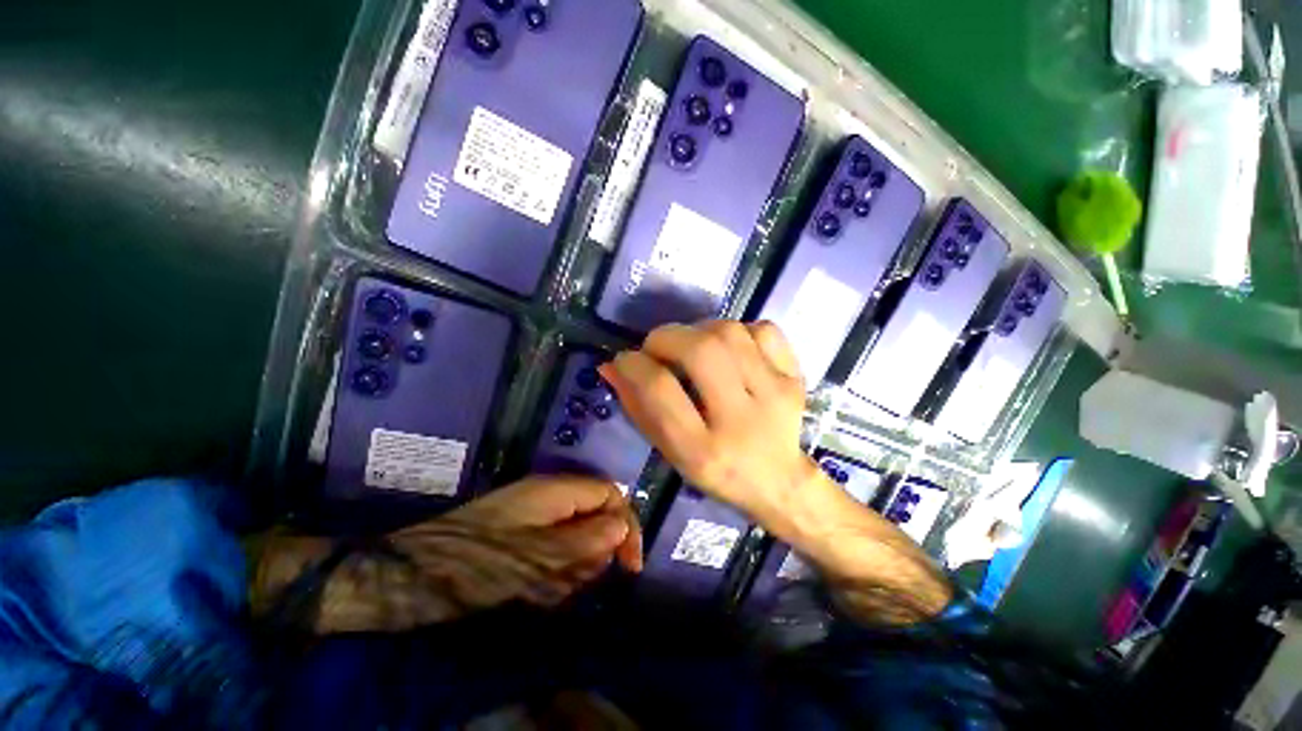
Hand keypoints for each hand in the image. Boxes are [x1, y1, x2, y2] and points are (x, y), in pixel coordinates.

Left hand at [253, 476, 640, 633]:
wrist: (406, 575)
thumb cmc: (473, 565)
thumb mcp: (535, 559)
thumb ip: (584, 541)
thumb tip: (622, 528)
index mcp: (554, 490)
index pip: (610, 493)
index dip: (626, 524)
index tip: (629, 566)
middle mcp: (548, 494)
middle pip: (595, 513)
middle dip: (595, 549)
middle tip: (576, 582)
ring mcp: (532, 511)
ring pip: (575, 533)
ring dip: (573, 563)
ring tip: (550, 588)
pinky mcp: (519, 530)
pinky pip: (553, 545)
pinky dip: (554, 567)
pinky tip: (535, 588)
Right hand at [602, 321, 951, 623]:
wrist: (781, 480)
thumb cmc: (717, 471)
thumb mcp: (671, 451)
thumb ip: (639, 408)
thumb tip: (612, 366)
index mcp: (703, 451)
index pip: (660, 390)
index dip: (633, 366)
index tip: (624, 360)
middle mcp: (741, 420)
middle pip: (700, 351)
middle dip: (666, 337)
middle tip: (656, 346)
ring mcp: (775, 394)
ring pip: (730, 333)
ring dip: (699, 329)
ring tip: (692, 345)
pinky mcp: (795, 378)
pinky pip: (764, 330)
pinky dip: (740, 330)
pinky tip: (732, 349)